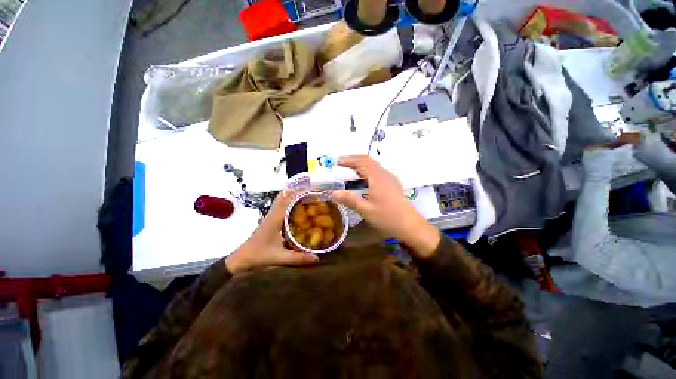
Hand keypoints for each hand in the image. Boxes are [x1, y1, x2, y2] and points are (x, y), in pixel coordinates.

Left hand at [225, 191, 318, 273]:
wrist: (240, 259)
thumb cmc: (258, 256)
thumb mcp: (279, 258)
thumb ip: (298, 258)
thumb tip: (317, 258)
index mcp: (275, 218)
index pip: (288, 199)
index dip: (300, 193)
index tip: (313, 191)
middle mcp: (273, 214)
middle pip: (284, 195)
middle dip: (297, 191)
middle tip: (312, 193)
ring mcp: (270, 216)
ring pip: (282, 199)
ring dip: (293, 195)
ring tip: (308, 197)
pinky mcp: (270, 220)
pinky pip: (281, 206)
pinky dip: (290, 203)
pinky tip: (299, 209)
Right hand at [331, 156, 439, 257]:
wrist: (410, 226)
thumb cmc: (388, 217)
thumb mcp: (366, 210)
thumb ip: (350, 200)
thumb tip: (333, 193)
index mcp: (378, 178)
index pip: (362, 162)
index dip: (349, 160)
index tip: (337, 162)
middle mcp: (385, 174)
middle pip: (368, 161)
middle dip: (354, 160)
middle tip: (341, 164)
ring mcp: (390, 178)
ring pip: (374, 166)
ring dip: (361, 165)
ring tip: (349, 170)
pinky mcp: (393, 184)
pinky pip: (378, 172)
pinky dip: (367, 171)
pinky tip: (363, 180)